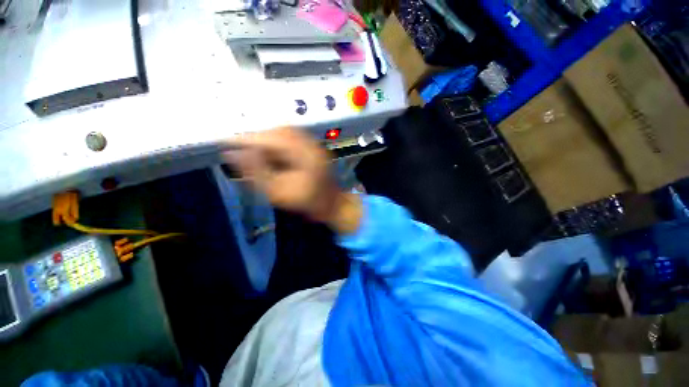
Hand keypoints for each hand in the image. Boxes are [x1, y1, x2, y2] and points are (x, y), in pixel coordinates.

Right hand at [224, 128, 361, 233]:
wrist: (333, 205)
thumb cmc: (308, 202)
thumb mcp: (278, 192)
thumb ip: (255, 172)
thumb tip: (232, 154)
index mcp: (302, 153)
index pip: (269, 137)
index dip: (246, 138)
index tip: (226, 142)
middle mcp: (309, 143)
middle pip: (278, 130)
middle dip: (258, 138)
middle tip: (243, 150)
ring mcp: (313, 144)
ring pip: (284, 133)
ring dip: (268, 140)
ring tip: (256, 153)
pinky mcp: (313, 148)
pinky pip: (291, 139)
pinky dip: (278, 144)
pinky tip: (273, 155)